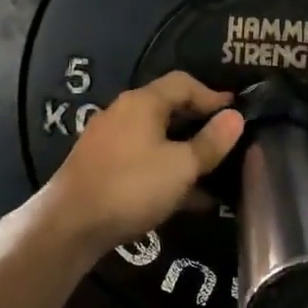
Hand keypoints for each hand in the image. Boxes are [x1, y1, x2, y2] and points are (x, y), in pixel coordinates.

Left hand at [44, 72, 244, 252]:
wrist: (71, 224)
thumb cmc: (132, 186)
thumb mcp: (182, 166)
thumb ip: (211, 142)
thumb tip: (235, 117)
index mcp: (142, 103)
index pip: (183, 83)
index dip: (213, 95)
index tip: (237, 114)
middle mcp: (123, 114)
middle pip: (169, 109)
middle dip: (200, 126)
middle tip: (227, 144)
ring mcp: (109, 141)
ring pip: (156, 139)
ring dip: (185, 153)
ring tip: (213, 175)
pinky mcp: (101, 167)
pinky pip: (143, 161)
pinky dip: (166, 171)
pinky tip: (186, 198)